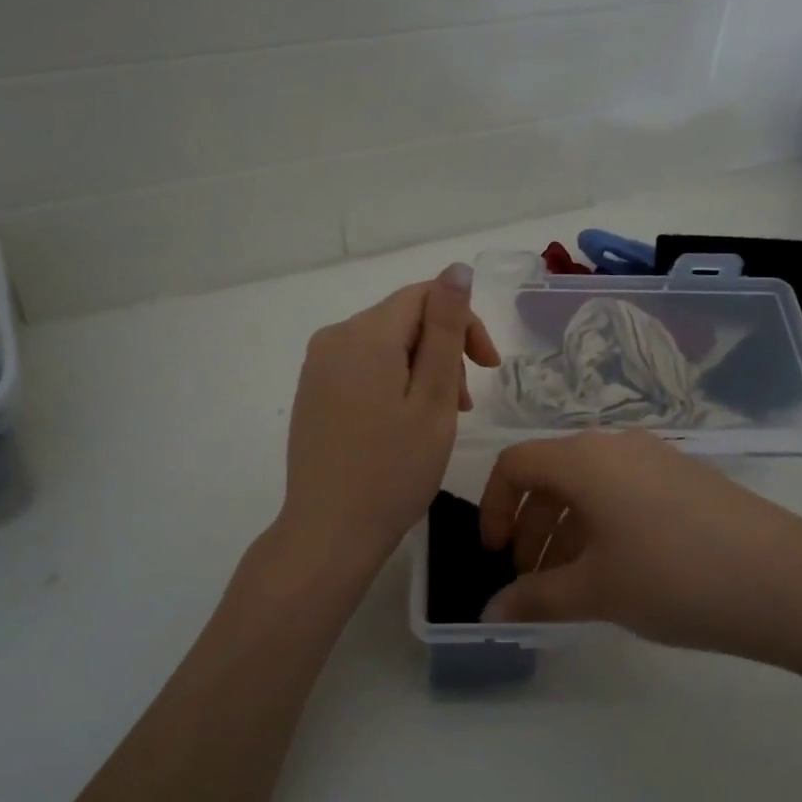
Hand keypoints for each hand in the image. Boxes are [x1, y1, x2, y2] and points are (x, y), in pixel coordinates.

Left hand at [275, 265, 499, 591]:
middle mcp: (334, 337)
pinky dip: (394, 382)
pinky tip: (405, 421)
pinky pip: (363, 367)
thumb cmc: (393, 470)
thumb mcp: (434, 398)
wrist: (329, 533)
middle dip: (444, 349)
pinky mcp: (312, 391)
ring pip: (385, 344)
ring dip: (422, 368)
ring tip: (442, 416)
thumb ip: (446, 330)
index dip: (464, 323)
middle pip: (403, 319)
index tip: (490, 367)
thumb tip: (456, 269)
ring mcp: (317, 366)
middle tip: (466, 403)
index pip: (425, 297)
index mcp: (364, 334)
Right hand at [479, 430, 801, 677]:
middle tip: (530, 578)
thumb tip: (491, 611)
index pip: (514, 464)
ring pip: (589, 486)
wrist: (787, 581)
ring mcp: (656, 458)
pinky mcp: (686, 478)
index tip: (495, 555)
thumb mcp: (596, 592)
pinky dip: (602, 525)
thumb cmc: (673, 578)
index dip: (493, 507)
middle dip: (530, 526)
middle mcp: (616, 445)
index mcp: (584, 459)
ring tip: (571, 584)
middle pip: (551, 474)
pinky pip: (624, 491)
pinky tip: (617, 571)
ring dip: (566, 530)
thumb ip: (535, 599)